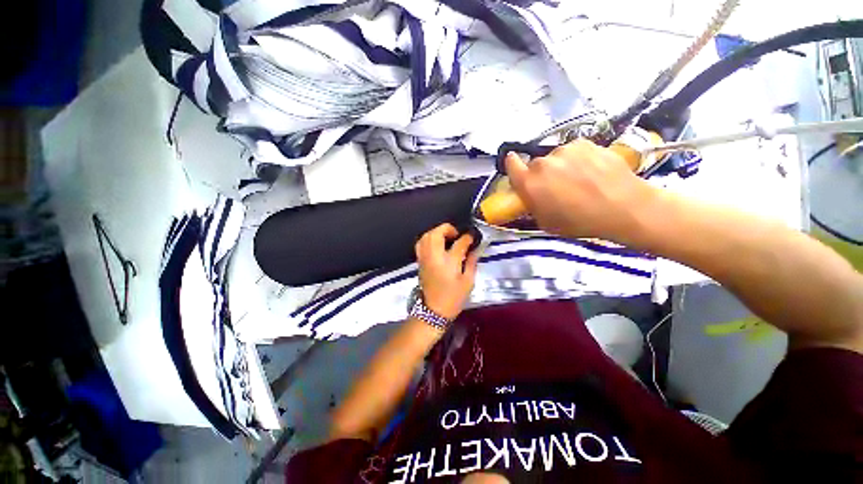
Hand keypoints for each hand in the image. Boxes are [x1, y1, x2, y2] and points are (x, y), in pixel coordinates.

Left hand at [415, 223, 479, 319]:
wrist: (433, 311)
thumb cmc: (453, 298)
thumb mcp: (468, 282)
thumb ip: (472, 262)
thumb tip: (474, 249)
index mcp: (449, 262)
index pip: (459, 242)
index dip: (467, 237)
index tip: (472, 237)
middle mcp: (434, 256)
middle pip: (437, 233)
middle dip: (447, 229)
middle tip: (457, 235)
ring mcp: (425, 258)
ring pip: (426, 236)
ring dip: (437, 232)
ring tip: (447, 238)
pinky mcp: (420, 261)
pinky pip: (420, 244)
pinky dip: (428, 239)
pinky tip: (436, 244)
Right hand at [505, 139, 659, 242]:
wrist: (624, 207)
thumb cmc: (580, 222)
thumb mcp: (545, 223)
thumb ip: (532, 205)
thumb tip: (531, 195)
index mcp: (529, 183)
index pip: (511, 164)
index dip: (513, 166)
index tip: (518, 170)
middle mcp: (543, 163)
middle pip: (535, 164)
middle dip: (541, 174)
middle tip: (556, 187)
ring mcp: (565, 150)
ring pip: (556, 157)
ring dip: (561, 166)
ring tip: (579, 179)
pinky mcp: (585, 143)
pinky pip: (574, 151)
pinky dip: (578, 159)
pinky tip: (591, 171)